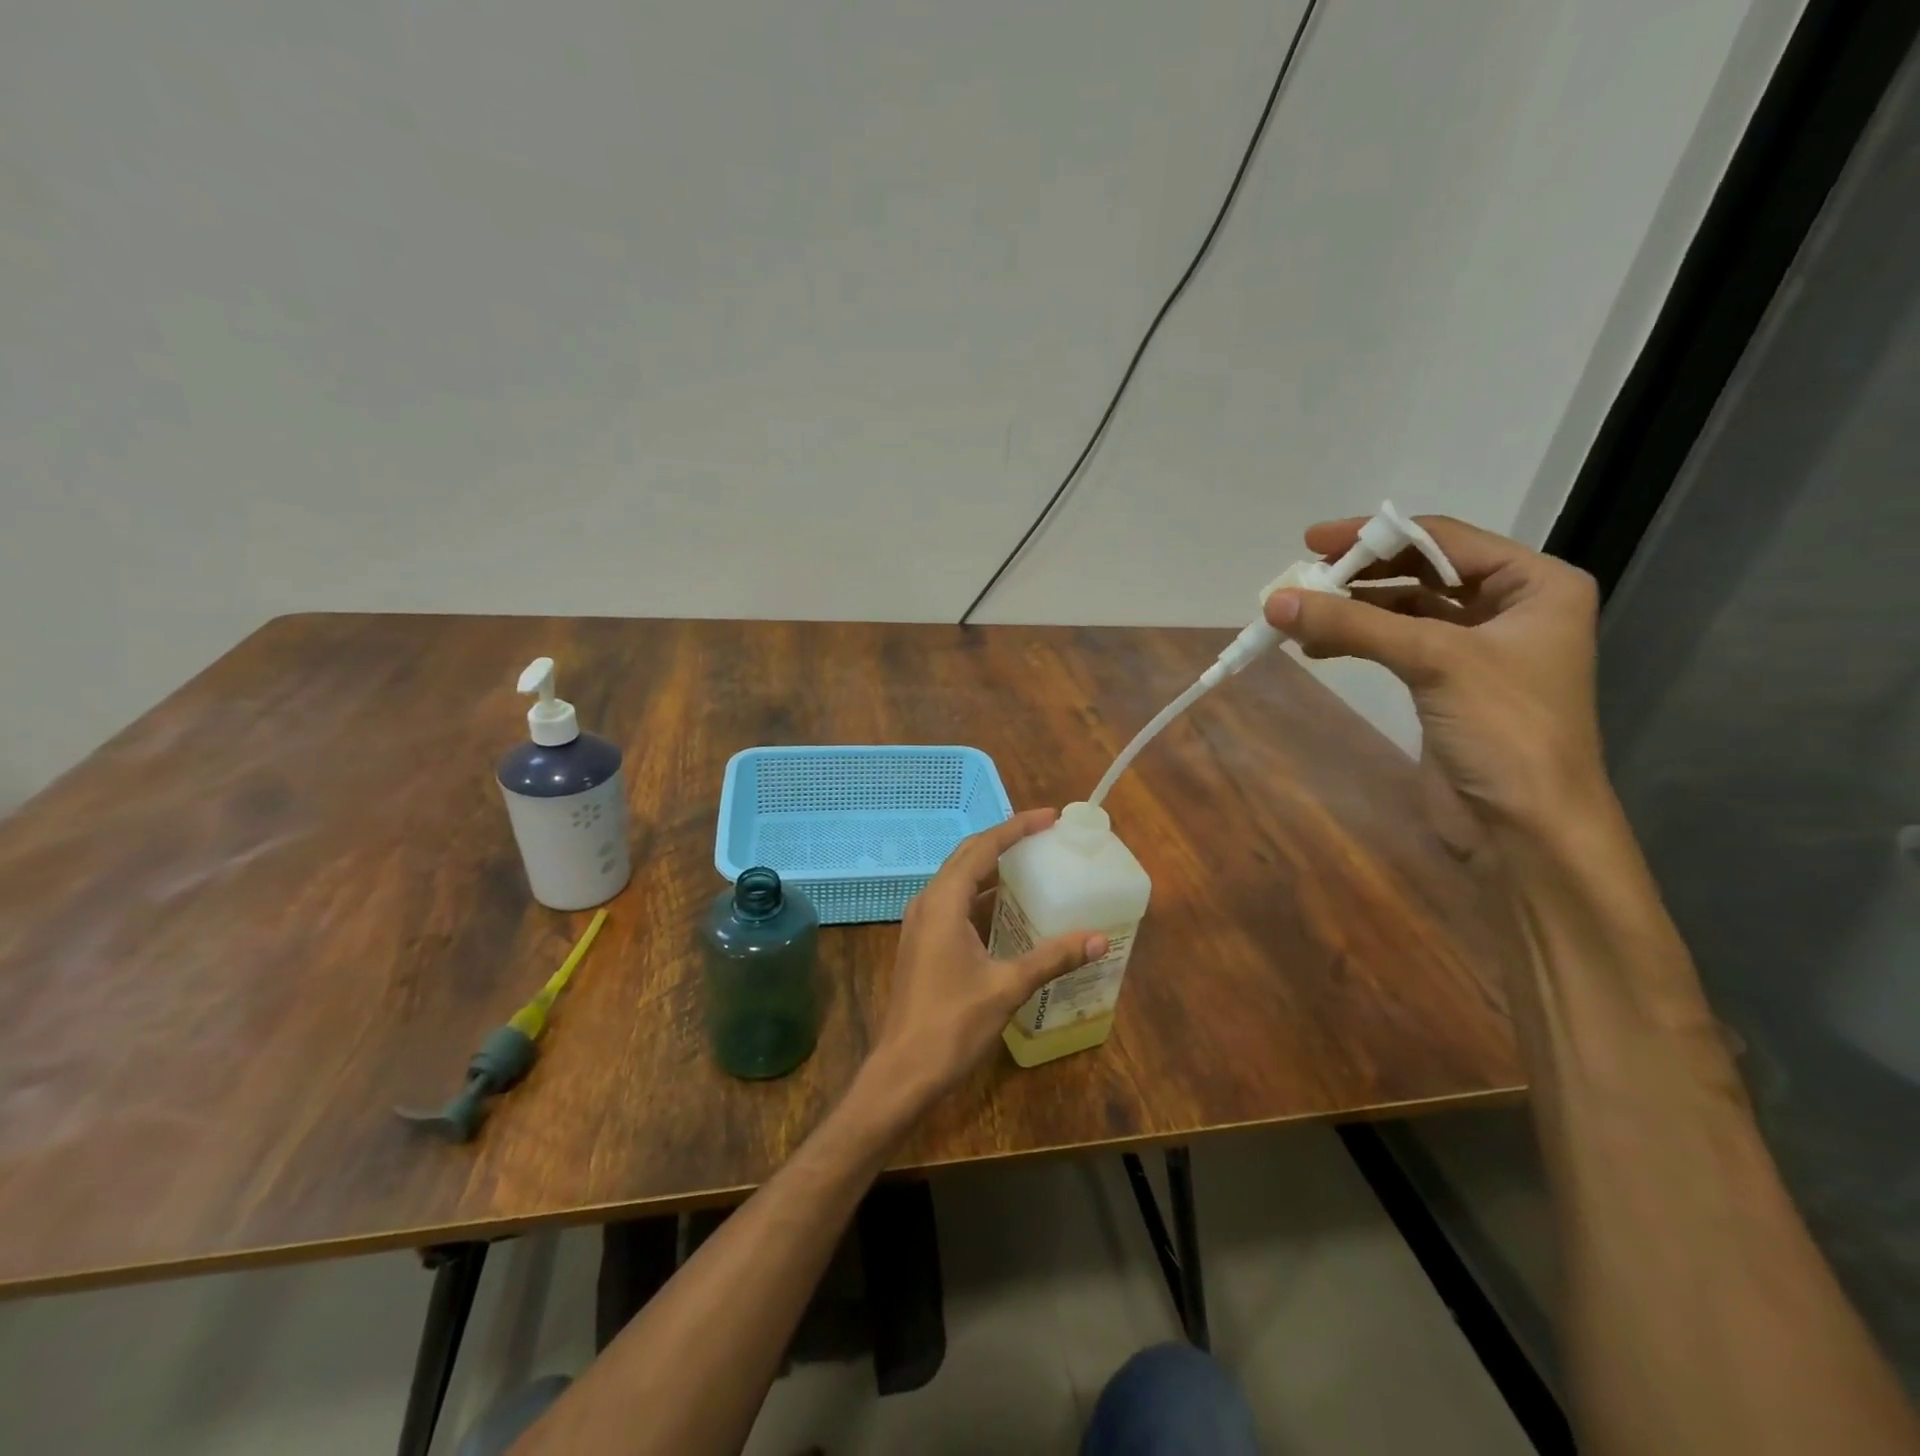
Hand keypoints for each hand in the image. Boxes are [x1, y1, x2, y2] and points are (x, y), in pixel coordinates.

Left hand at [864, 809, 1105, 1108]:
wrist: (903, 1070)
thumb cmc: (952, 1024)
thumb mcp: (1007, 987)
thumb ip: (1052, 957)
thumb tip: (1099, 938)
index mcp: (944, 903)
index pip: (983, 848)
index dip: (1016, 828)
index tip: (1049, 818)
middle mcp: (928, 903)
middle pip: (967, 856)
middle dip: (1004, 841)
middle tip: (1044, 835)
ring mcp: (921, 923)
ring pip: (958, 879)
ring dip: (991, 867)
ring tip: (1030, 863)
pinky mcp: (922, 943)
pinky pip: (954, 903)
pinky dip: (981, 894)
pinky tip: (1006, 909)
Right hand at [1263, 516, 1606, 835]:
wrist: (1525, 828)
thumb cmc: (1504, 730)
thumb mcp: (1434, 661)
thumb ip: (1354, 625)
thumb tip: (1274, 601)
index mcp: (1536, 584)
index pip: (1444, 540)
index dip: (1376, 535)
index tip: (1313, 542)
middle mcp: (1510, 608)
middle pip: (1421, 570)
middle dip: (1361, 572)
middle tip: (1303, 577)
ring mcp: (1477, 649)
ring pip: (1403, 609)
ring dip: (1352, 609)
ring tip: (1300, 614)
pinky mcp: (1447, 685)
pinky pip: (1395, 645)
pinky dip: (1356, 641)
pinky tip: (1317, 646)